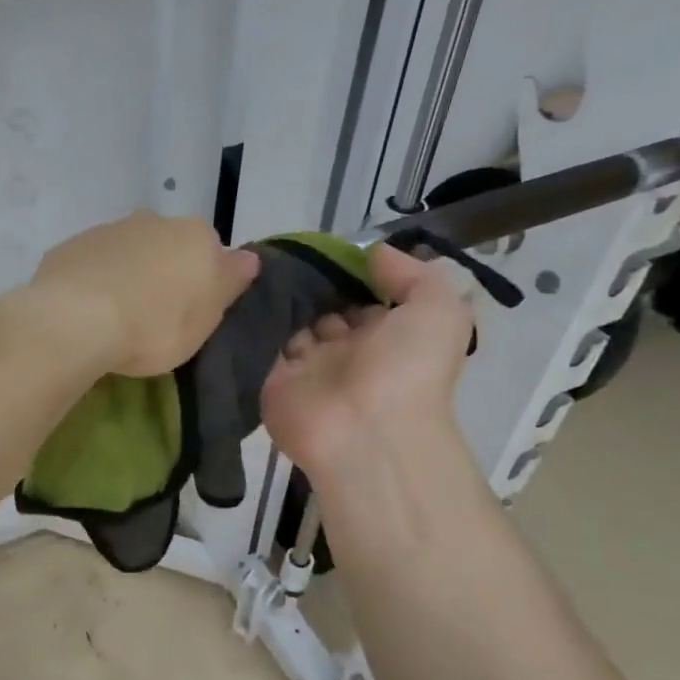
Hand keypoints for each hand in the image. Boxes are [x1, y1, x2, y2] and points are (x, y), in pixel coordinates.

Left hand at [23, 211, 259, 376]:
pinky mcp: (71, 246)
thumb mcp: (205, 319)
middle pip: (169, 247)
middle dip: (165, 273)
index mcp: (196, 236)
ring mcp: (109, 230)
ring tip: (117, 316)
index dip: (204, 283)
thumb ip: (228, 283)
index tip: (191, 313)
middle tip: (155, 316)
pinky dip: (95, 280)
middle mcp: (154, 221)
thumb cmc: (154, 327)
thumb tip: (248, 258)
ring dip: (128, 274)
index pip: (212, 253)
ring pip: (129, 251)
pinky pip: (93, 264)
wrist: (75, 320)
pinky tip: (86, 310)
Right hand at [260, 243, 473, 482]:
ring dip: (277, 300)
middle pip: (320, 308)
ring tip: (259, 268)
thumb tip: (372, 253)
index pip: (360, 297)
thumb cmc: (407, 368)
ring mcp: (307, 368)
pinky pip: (259, 346)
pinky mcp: (272, 381)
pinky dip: (251, 324)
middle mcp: (346, 351)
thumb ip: (411, 274)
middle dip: (306, 284)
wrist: (367, 431)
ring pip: (288, 324)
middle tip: (285, 255)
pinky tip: (242, 295)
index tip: (325, 248)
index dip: (347, 272)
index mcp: (385, 336)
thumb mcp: (437, 309)